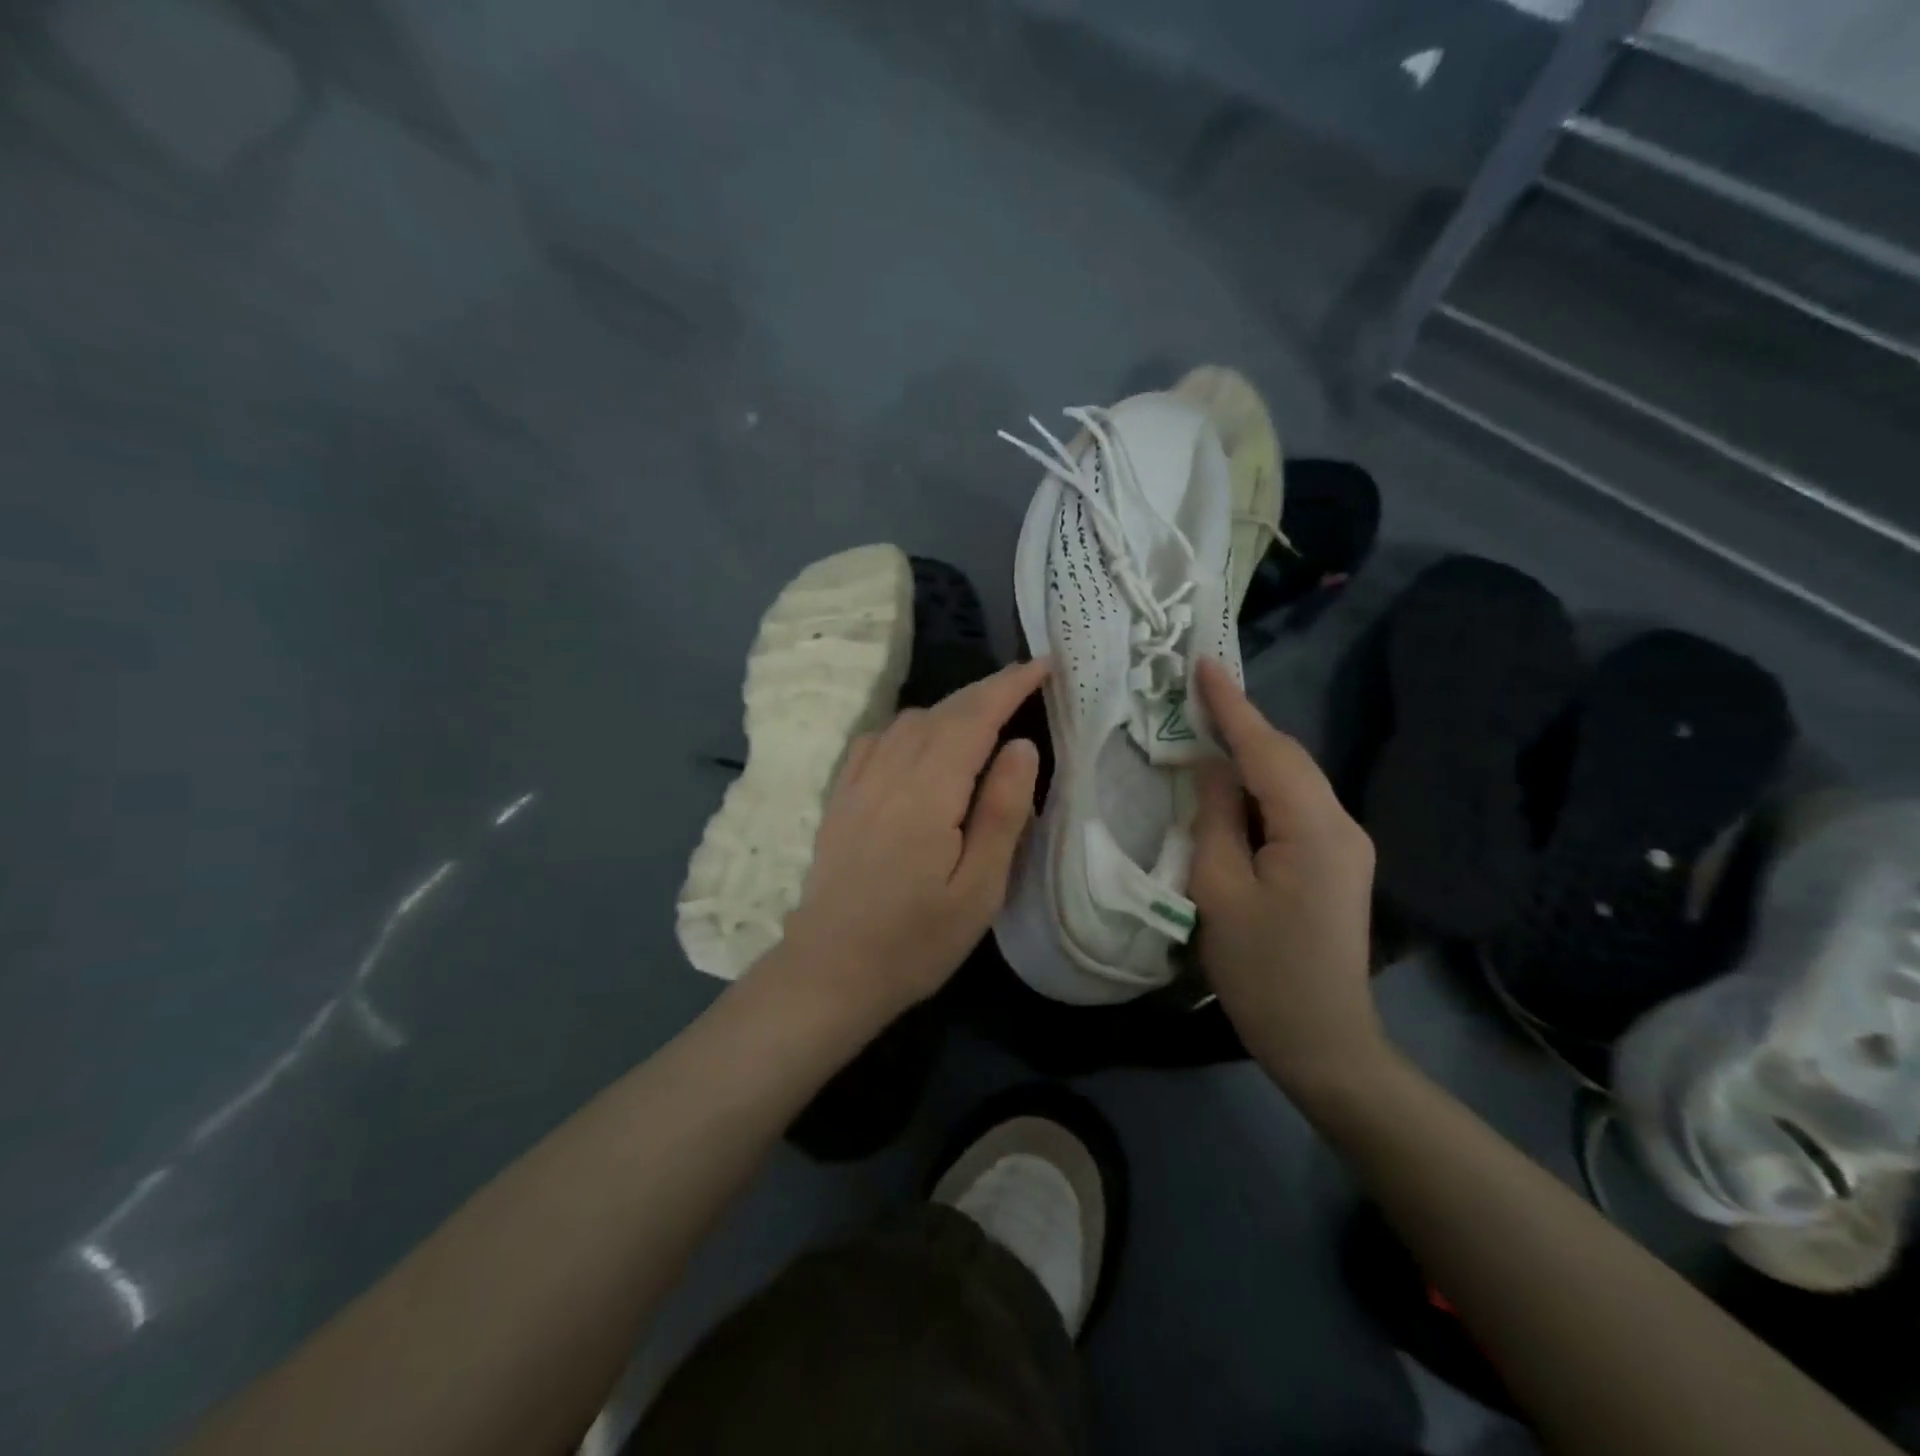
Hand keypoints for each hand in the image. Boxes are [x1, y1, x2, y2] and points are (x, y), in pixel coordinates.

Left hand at [777, 658, 1047, 1020]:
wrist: (831, 970)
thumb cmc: (916, 939)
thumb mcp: (979, 888)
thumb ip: (1002, 811)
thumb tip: (1020, 745)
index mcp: (929, 790)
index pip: (975, 717)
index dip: (1010, 686)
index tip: (1043, 665)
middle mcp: (890, 771)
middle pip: (943, 711)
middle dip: (986, 690)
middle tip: (1025, 682)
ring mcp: (858, 781)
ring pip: (909, 721)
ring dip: (951, 708)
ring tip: (984, 717)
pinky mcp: (841, 797)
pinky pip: (877, 740)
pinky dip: (909, 727)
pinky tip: (920, 743)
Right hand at [1189, 658, 1384, 1091]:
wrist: (1324, 1042)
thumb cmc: (1262, 971)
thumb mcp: (1219, 891)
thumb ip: (1215, 818)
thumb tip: (1213, 768)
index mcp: (1313, 828)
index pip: (1267, 750)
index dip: (1232, 705)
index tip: (1204, 663)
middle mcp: (1341, 825)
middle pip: (1287, 759)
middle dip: (1243, 724)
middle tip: (1195, 694)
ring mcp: (1345, 845)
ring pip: (1292, 781)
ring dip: (1251, 754)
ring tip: (1206, 729)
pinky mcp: (1337, 863)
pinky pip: (1295, 806)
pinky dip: (1261, 787)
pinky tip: (1232, 786)